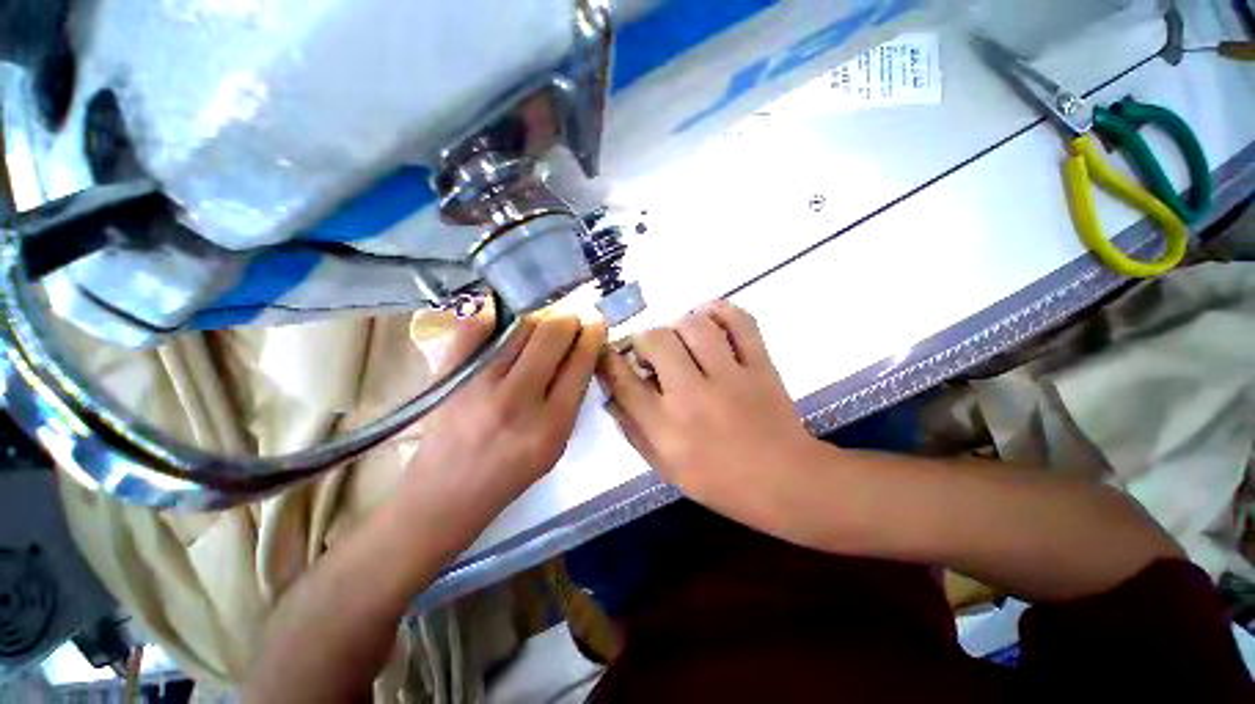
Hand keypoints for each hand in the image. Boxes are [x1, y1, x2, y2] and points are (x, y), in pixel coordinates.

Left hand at [401, 309, 606, 549]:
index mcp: (552, 423)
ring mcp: (478, 383)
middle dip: (569, 315)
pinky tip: (508, 315)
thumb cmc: (512, 472)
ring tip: (546, 314)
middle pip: (552, 334)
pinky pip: (475, 327)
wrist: (447, 493)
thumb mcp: (558, 443)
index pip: (580, 361)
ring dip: (540, 313)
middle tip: (573, 313)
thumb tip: (581, 349)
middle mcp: (516, 399)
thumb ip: (572, 396)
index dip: (592, 333)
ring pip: (519, 325)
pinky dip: (495, 314)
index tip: (595, 321)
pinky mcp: (449, 375)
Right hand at [596, 300, 818, 527]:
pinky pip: (740, 322)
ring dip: (678, 325)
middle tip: (650, 353)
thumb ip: (633, 430)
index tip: (607, 353)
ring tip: (680, 339)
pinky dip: (721, 311)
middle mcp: (692, 395)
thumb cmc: (720, 482)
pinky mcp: (760, 364)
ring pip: (694, 325)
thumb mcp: (665, 467)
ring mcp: (730, 376)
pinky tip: (710, 319)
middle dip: (643, 339)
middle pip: (655, 341)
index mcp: (666, 426)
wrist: (785, 481)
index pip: (623, 380)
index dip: (607, 360)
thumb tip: (611, 396)